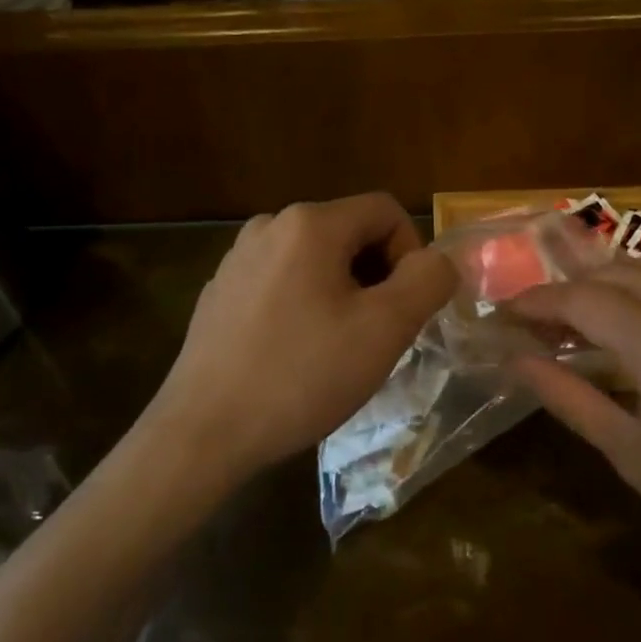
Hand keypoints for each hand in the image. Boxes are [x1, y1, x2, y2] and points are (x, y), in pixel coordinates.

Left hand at [144, 194, 456, 487]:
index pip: (385, 210)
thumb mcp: (384, 329)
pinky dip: (304, 305)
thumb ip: (427, 281)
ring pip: (316, 260)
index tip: (404, 308)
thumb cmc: (300, 375)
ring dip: (342, 293)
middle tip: (375, 335)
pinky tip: (293, 355)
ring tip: (336, 349)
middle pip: (349, 233)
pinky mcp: (220, 290)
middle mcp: (269, 225)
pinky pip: (281, 282)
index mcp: (309, 222)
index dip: (411, 252)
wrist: (203, 431)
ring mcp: (238, 257)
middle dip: (376, 277)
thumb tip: (437, 260)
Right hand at [510, 252, 640, 641]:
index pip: (582, 300)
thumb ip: (568, 397)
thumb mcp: (634, 456)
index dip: (537, 303)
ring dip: (617, 279)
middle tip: (545, 325)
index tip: (506, 315)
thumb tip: (514, 360)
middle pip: (615, 274)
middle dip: (571, 294)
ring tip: (595, 311)